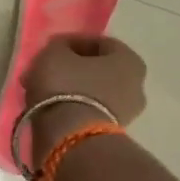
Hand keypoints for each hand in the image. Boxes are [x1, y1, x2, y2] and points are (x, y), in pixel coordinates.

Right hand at [21, 34, 146, 168]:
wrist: (70, 139)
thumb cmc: (66, 86)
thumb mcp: (54, 53)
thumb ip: (58, 46)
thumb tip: (61, 50)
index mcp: (130, 60)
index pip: (99, 43)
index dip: (72, 42)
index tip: (50, 48)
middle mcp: (137, 86)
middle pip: (97, 69)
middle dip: (70, 68)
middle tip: (45, 70)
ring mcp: (127, 113)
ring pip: (92, 92)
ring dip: (69, 89)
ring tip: (43, 91)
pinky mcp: (111, 135)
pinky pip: (88, 112)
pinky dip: (71, 108)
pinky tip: (50, 108)